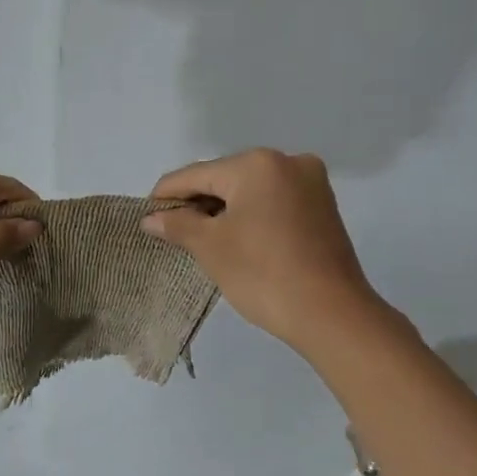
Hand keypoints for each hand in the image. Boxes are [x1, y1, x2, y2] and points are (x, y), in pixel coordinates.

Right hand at [141, 149, 389, 355]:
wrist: (331, 313)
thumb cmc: (262, 274)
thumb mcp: (211, 247)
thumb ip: (178, 225)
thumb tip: (151, 218)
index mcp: (257, 164)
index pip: (196, 174)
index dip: (166, 195)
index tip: (145, 215)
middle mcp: (287, 161)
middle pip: (225, 178)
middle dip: (197, 203)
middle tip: (172, 232)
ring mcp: (311, 183)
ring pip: (251, 191)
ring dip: (224, 210)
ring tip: (202, 239)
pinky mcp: (323, 206)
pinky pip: (274, 202)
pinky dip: (251, 216)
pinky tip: (237, 239)